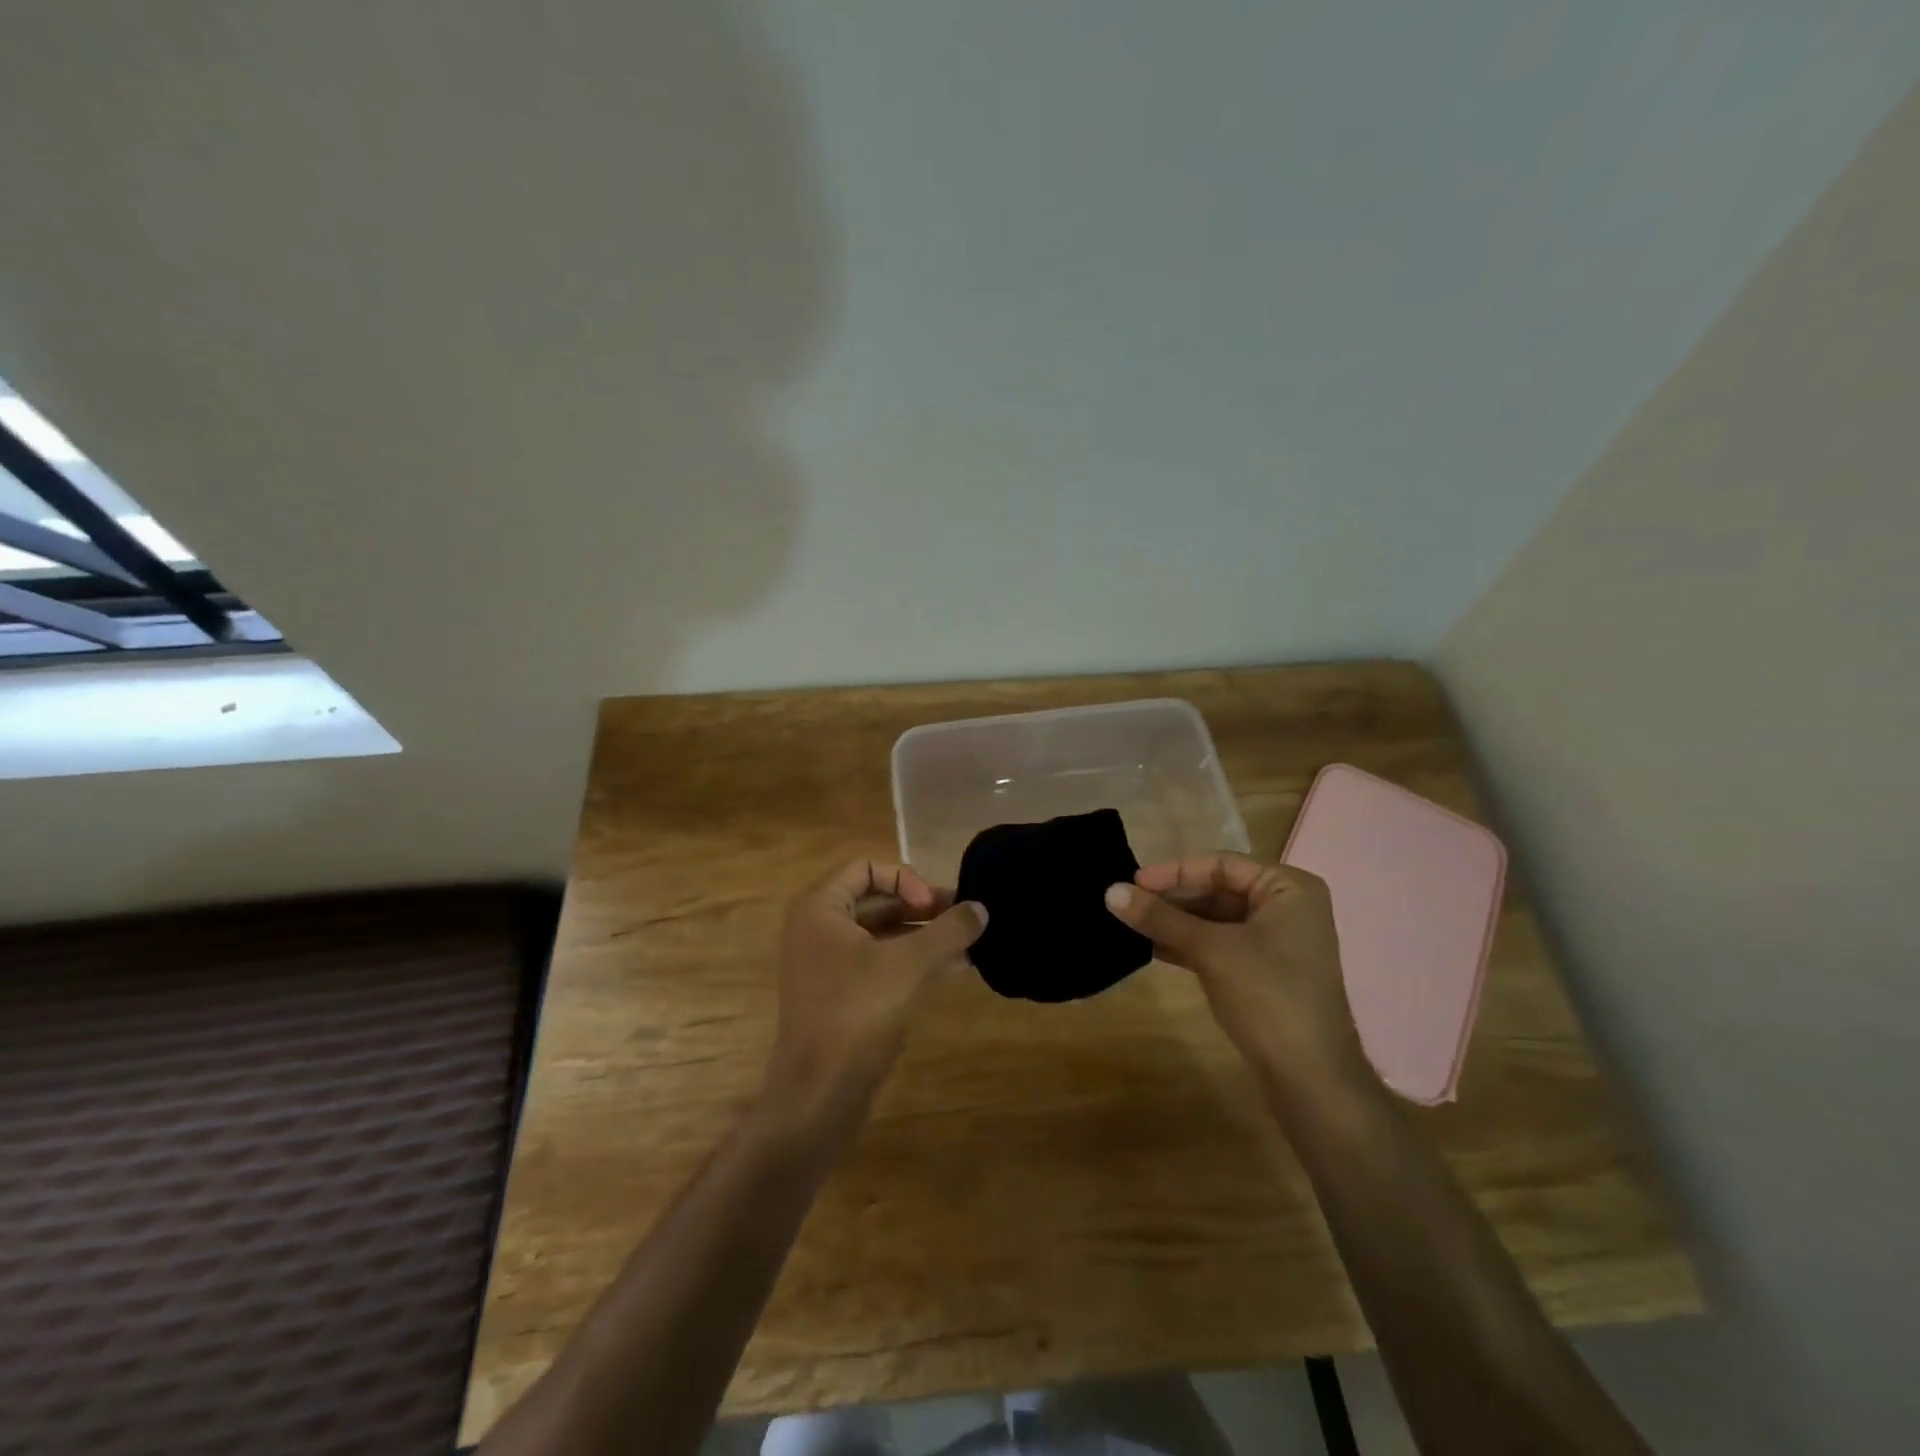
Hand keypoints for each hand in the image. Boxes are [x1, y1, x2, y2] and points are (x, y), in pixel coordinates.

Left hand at [767, 858, 985, 1117]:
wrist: (819, 1093)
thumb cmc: (858, 1012)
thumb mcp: (909, 964)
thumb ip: (948, 931)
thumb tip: (981, 907)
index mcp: (820, 908)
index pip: (866, 867)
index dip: (905, 879)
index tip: (932, 907)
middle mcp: (818, 928)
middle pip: (876, 900)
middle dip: (923, 908)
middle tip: (965, 919)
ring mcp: (827, 964)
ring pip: (882, 934)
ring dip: (924, 936)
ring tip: (970, 944)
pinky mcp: (840, 995)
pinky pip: (879, 963)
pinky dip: (913, 961)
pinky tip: (954, 969)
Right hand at [1104, 853, 1368, 1092]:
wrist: (1311, 1080)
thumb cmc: (1268, 997)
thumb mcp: (1211, 950)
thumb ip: (1160, 918)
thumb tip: (1109, 891)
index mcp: (1288, 888)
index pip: (1221, 865)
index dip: (1174, 872)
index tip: (1132, 883)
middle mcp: (1286, 907)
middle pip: (1217, 890)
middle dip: (1171, 899)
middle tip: (1127, 904)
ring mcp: (1276, 942)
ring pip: (1214, 919)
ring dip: (1174, 922)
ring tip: (1130, 924)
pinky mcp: (1263, 971)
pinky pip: (1218, 944)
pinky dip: (1187, 944)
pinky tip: (1150, 948)